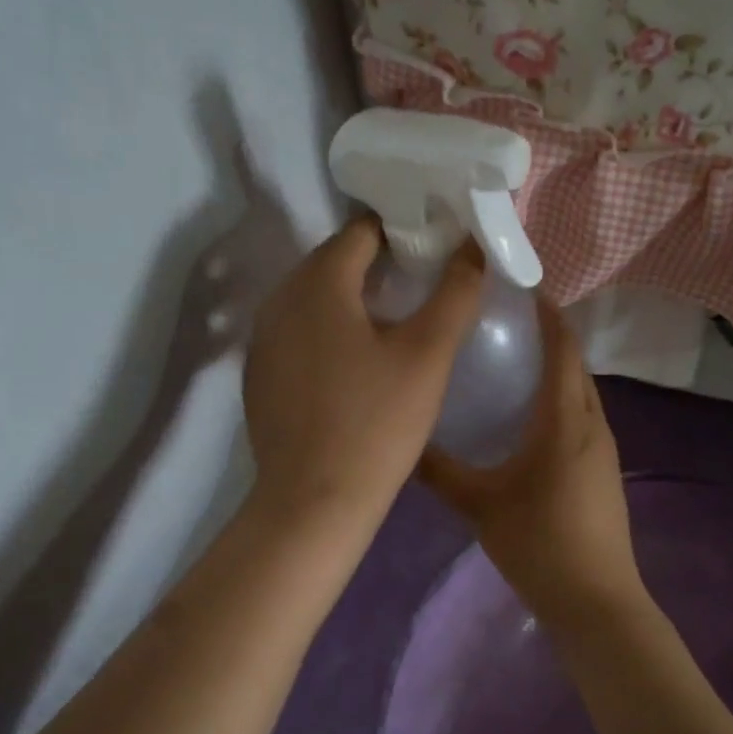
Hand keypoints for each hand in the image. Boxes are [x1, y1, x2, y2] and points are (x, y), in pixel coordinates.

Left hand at [243, 215, 482, 533]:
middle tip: (422, 290)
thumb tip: (473, 247)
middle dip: (378, 267)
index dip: (403, 234)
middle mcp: (278, 299)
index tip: (436, 253)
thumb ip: (455, 294)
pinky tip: (353, 367)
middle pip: (334, 262)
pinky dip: (327, 333)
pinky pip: (298, 334)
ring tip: (393, 327)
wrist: (314, 502)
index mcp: (318, 282)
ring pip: (314, 300)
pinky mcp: (259, 376)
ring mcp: (261, 340)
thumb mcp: (427, 356)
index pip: (362, 231)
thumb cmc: (376, 424)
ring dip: (352, 301)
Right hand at [419, 301, 644, 623]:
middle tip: (505, 321)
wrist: (595, 598)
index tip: (518, 287)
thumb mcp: (480, 505)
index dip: (546, 313)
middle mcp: (592, 424)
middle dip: (549, 335)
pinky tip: (529, 418)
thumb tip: (403, 444)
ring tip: (514, 361)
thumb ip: (440, 472)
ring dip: (556, 369)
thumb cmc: (539, 543)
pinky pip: (582, 417)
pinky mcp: (604, 471)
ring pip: (581, 392)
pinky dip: (560, 400)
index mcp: (565, 420)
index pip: (562, 348)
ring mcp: (604, 449)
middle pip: (576, 364)